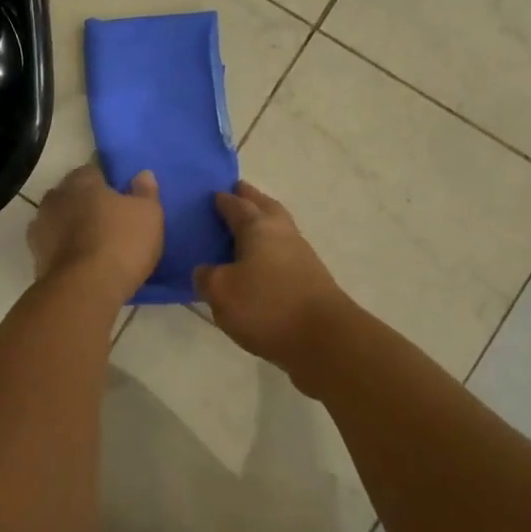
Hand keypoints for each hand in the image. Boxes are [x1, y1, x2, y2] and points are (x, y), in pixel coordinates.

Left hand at [28, 164, 163, 304]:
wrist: (83, 290)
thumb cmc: (120, 243)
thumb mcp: (148, 214)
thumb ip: (144, 192)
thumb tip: (143, 174)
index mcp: (81, 182)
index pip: (92, 172)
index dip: (106, 183)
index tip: (119, 198)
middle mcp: (55, 198)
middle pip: (71, 195)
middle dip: (85, 204)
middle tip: (107, 221)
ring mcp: (40, 228)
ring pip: (58, 220)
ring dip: (71, 227)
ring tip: (93, 244)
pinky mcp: (35, 257)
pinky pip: (53, 247)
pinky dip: (63, 251)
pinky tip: (79, 263)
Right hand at [194, 181, 349, 378]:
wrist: (325, 340)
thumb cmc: (267, 307)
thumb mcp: (221, 292)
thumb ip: (207, 277)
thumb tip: (205, 270)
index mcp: (258, 227)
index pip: (237, 205)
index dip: (223, 200)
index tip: (213, 194)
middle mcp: (282, 233)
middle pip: (266, 207)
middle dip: (251, 198)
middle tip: (238, 192)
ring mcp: (302, 255)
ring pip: (279, 228)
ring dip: (264, 222)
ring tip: (246, 228)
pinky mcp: (312, 279)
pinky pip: (284, 253)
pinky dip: (271, 250)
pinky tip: (261, 263)